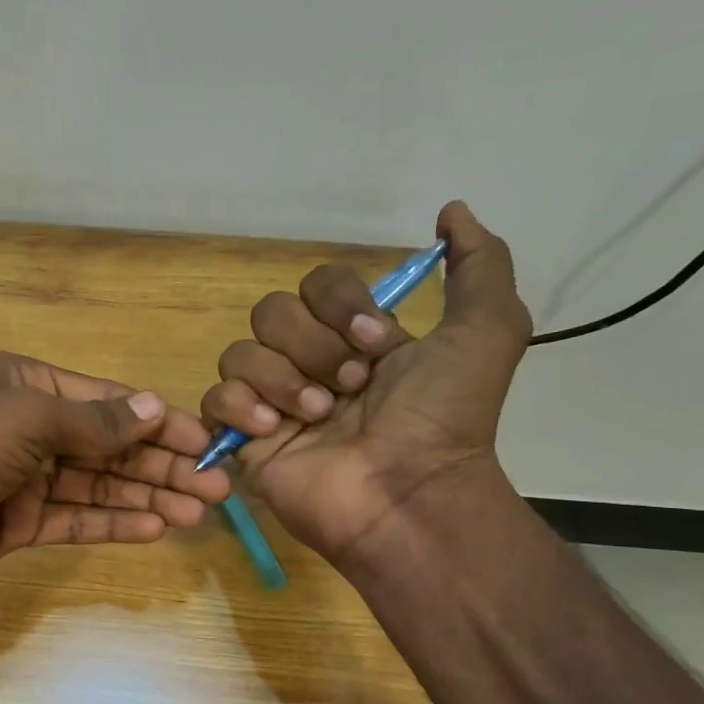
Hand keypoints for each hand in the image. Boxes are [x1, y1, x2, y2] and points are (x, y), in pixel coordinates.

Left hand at [0, 351, 231, 609]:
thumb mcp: (25, 419)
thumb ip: (93, 420)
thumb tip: (153, 406)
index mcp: (28, 385)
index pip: (108, 402)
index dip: (159, 422)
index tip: (207, 442)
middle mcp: (29, 428)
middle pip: (109, 447)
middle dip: (161, 466)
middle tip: (216, 489)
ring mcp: (22, 479)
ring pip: (97, 487)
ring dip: (146, 497)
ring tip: (197, 513)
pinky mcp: (15, 524)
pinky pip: (73, 520)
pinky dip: (111, 524)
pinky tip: (154, 529)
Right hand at [200, 201, 530, 562]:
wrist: (406, 492)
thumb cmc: (443, 416)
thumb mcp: (488, 329)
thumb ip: (481, 263)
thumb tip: (451, 211)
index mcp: (354, 338)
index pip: (317, 283)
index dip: (341, 304)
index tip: (377, 343)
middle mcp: (310, 363)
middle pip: (272, 311)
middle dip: (313, 346)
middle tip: (350, 388)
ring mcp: (273, 402)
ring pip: (240, 352)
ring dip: (282, 380)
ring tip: (318, 417)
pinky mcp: (243, 439)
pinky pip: (215, 398)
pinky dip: (241, 407)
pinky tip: (275, 431)